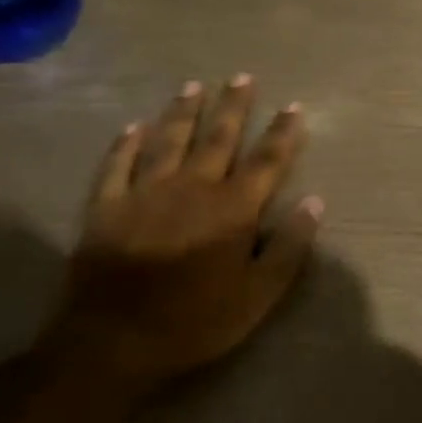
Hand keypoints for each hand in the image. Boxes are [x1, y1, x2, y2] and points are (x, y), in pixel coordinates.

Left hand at [47, 76, 321, 391]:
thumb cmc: (195, 322)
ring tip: (193, 86)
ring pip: (168, 141)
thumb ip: (289, 247)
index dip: (282, 132)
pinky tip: (133, 127)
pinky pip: (116, 166)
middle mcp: (192, 189)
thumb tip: (315, 202)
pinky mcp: (106, 209)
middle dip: (233, 106)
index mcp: (232, 209)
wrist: (111, 345)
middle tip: (241, 77)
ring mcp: (145, 194)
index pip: (266, 161)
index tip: (294, 106)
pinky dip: (125, 145)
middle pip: (218, 138)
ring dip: (183, 112)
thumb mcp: (258, 295)